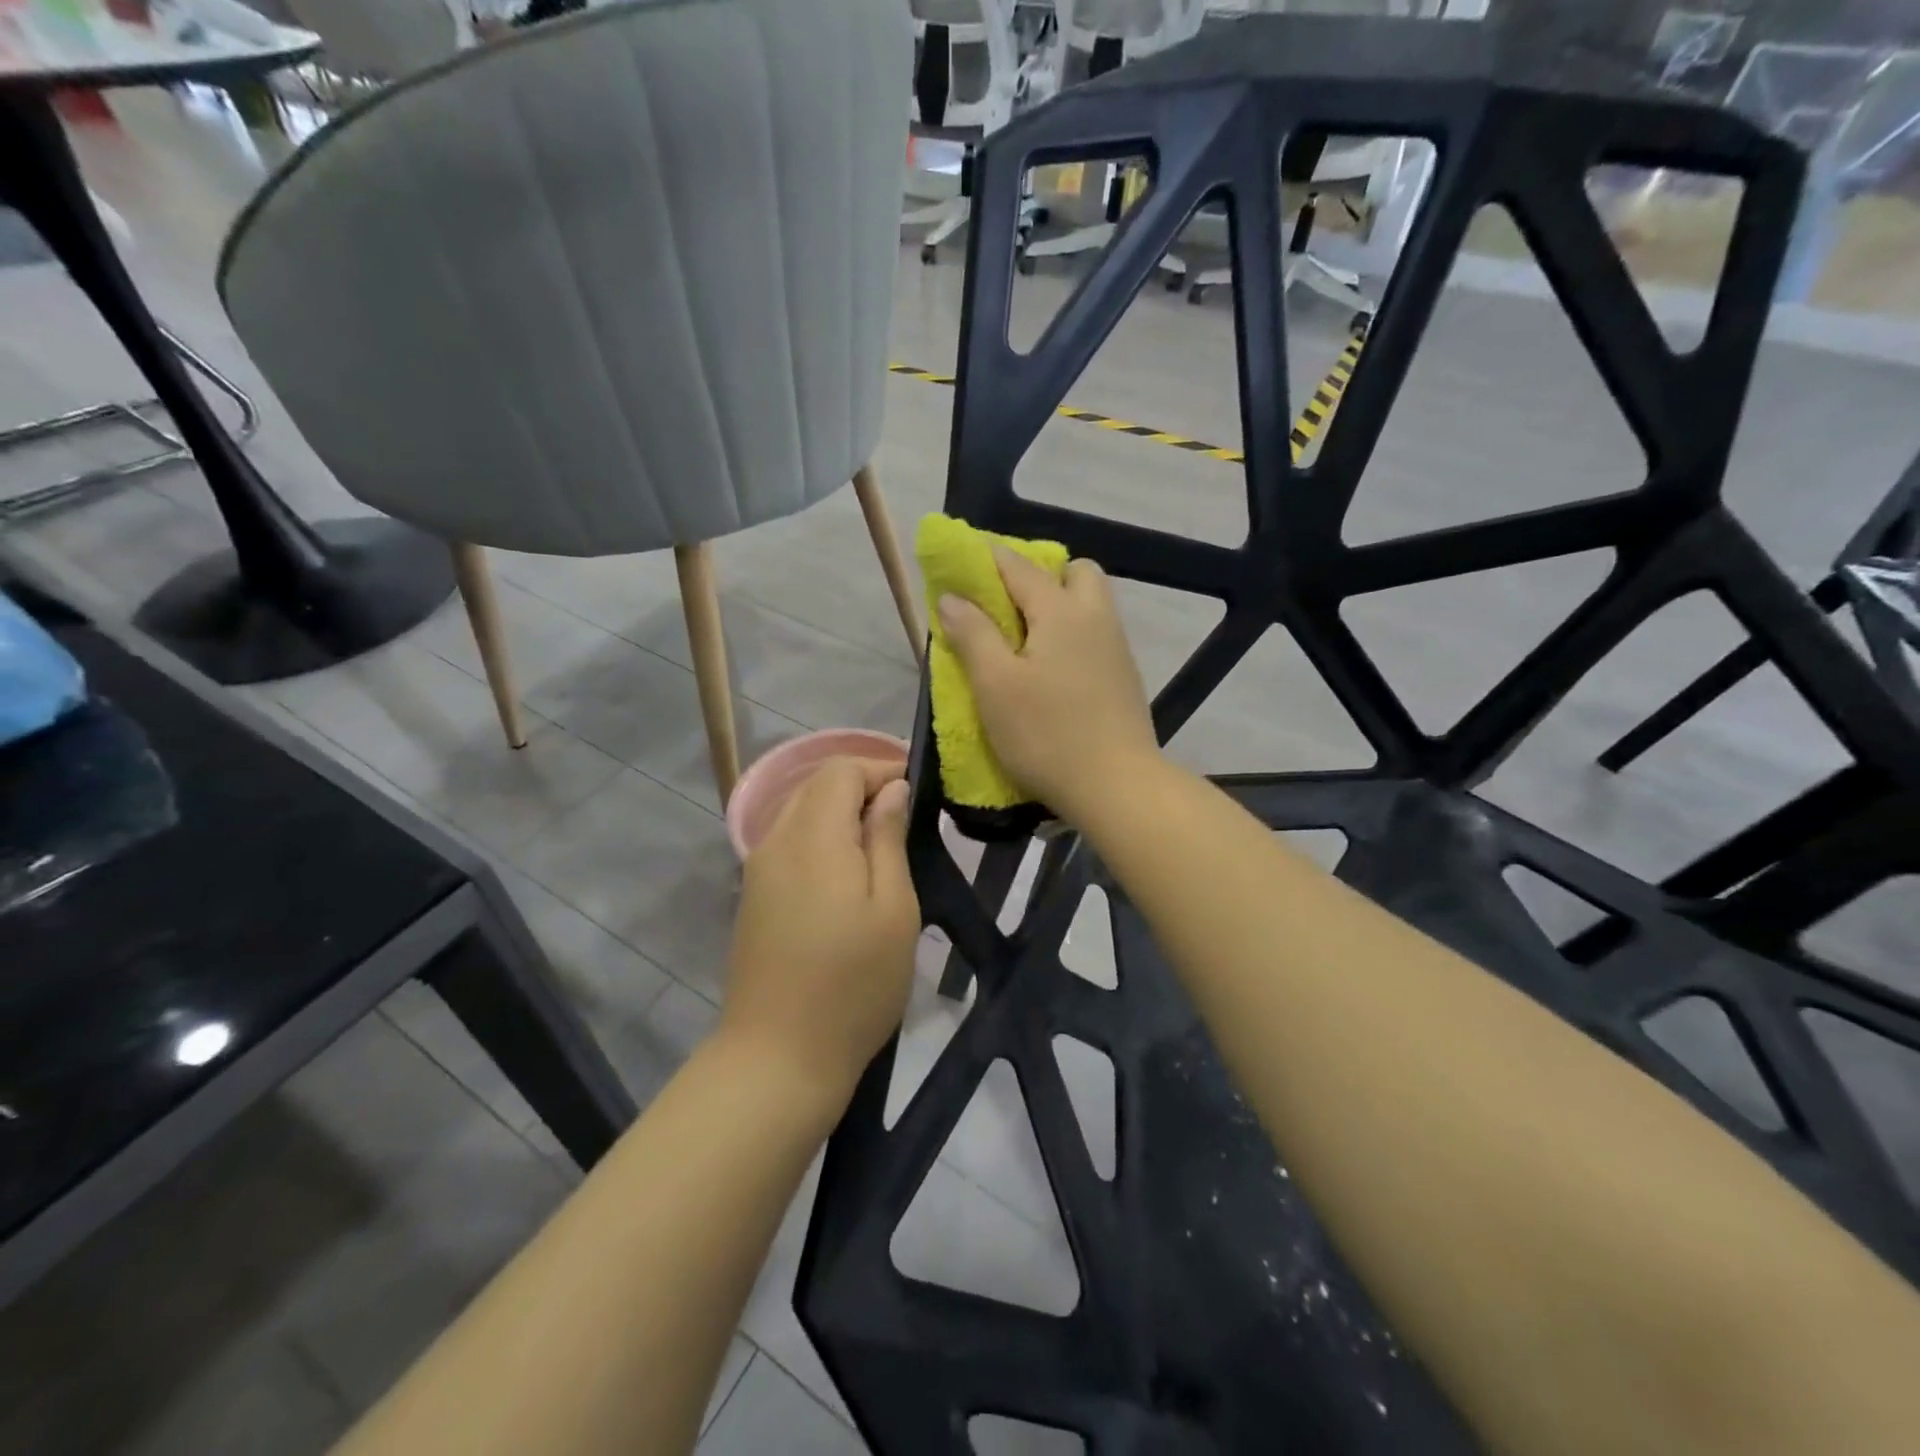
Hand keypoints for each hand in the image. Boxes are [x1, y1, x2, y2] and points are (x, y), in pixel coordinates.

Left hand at [721, 757, 919, 1105]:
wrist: (778, 1057)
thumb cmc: (853, 984)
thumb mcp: (893, 909)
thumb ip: (888, 839)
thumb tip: (891, 790)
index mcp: (814, 836)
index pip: (841, 769)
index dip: (881, 768)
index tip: (918, 792)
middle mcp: (776, 840)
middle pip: (817, 784)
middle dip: (862, 787)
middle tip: (906, 818)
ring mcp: (758, 869)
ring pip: (801, 812)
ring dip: (842, 813)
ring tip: (882, 846)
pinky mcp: (753, 896)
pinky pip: (790, 843)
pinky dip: (822, 838)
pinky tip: (848, 875)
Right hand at [937, 548, 1159, 822]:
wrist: (1116, 786)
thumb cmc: (1046, 734)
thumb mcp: (995, 685)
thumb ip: (972, 634)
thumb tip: (952, 597)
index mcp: (1061, 611)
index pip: (1019, 567)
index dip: (987, 560)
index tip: (962, 564)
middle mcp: (1096, 617)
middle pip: (1074, 572)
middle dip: (1040, 575)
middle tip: (1007, 607)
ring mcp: (1117, 648)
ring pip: (1091, 604)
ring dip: (1060, 605)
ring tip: (1025, 641)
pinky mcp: (1125, 678)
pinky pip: (1097, 635)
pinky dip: (1073, 635)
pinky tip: (1053, 671)